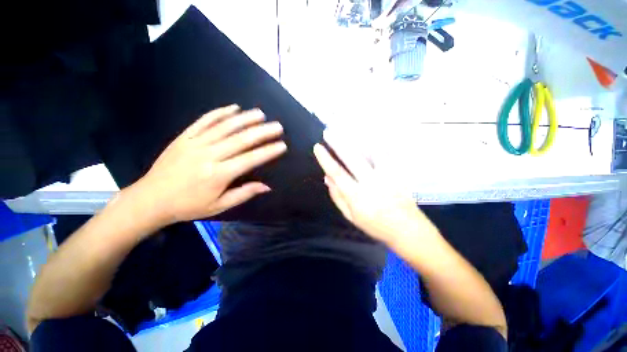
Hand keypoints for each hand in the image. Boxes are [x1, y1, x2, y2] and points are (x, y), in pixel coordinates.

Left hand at [134, 105, 286, 224]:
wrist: (150, 199)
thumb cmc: (188, 205)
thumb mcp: (219, 206)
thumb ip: (244, 193)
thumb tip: (267, 186)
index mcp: (218, 175)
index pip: (250, 159)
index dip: (268, 152)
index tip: (282, 145)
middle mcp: (209, 155)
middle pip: (240, 139)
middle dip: (262, 132)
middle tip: (277, 126)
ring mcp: (195, 143)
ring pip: (224, 127)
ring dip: (245, 119)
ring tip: (261, 114)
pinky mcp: (184, 137)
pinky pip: (204, 121)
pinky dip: (220, 112)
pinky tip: (233, 108)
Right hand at [313, 130, 435, 244]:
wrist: (407, 229)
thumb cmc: (375, 225)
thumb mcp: (351, 216)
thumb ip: (338, 197)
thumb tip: (327, 178)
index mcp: (357, 196)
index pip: (337, 173)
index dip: (326, 159)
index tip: (317, 147)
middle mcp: (371, 183)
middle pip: (352, 159)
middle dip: (338, 143)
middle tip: (328, 132)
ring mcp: (387, 177)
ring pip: (371, 153)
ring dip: (357, 139)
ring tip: (347, 127)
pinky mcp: (398, 173)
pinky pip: (387, 155)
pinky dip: (378, 144)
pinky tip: (370, 135)